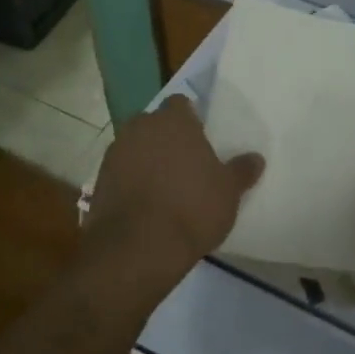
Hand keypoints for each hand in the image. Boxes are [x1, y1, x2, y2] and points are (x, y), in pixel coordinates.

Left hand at [82, 97, 262, 289]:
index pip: (181, 104)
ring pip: (135, 147)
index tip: (200, 138)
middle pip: (154, 124)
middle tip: (184, 163)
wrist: (137, 249)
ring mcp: (115, 153)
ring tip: (164, 187)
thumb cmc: (192, 209)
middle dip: (165, 138)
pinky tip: (144, 205)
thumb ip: (241, 171)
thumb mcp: (228, 192)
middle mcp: (141, 127)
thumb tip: (256, 158)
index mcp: (174, 121)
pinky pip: (120, 173)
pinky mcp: (98, 182)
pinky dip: (129, 182)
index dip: (190, 119)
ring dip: (145, 160)